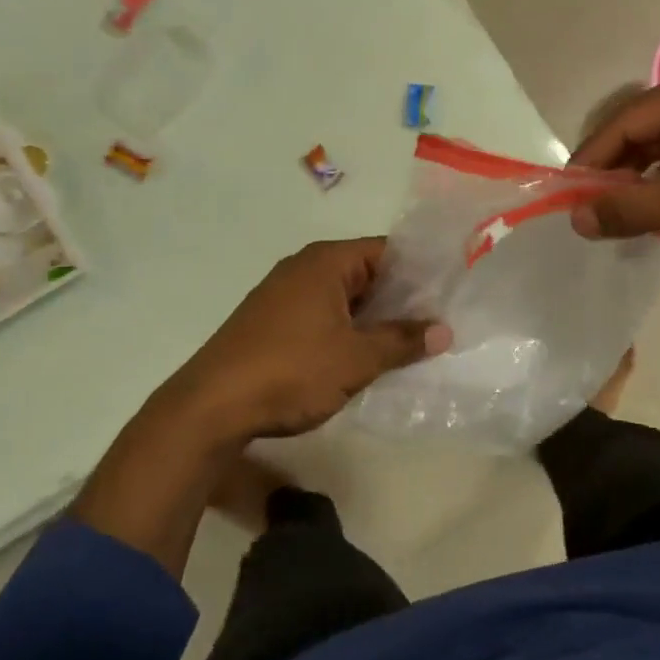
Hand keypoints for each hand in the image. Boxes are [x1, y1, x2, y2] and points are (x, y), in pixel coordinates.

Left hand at [158, 237, 449, 442]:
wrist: (210, 408)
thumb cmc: (291, 371)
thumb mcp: (357, 358)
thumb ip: (403, 341)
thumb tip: (444, 331)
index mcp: (326, 262)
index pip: (387, 251)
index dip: (421, 270)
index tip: (449, 293)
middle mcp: (304, 269)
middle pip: (367, 273)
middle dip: (402, 299)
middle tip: (439, 322)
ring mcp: (284, 296)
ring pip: (345, 299)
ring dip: (375, 319)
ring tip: (411, 343)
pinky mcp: (272, 323)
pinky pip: (324, 317)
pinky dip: (348, 331)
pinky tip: (366, 357)